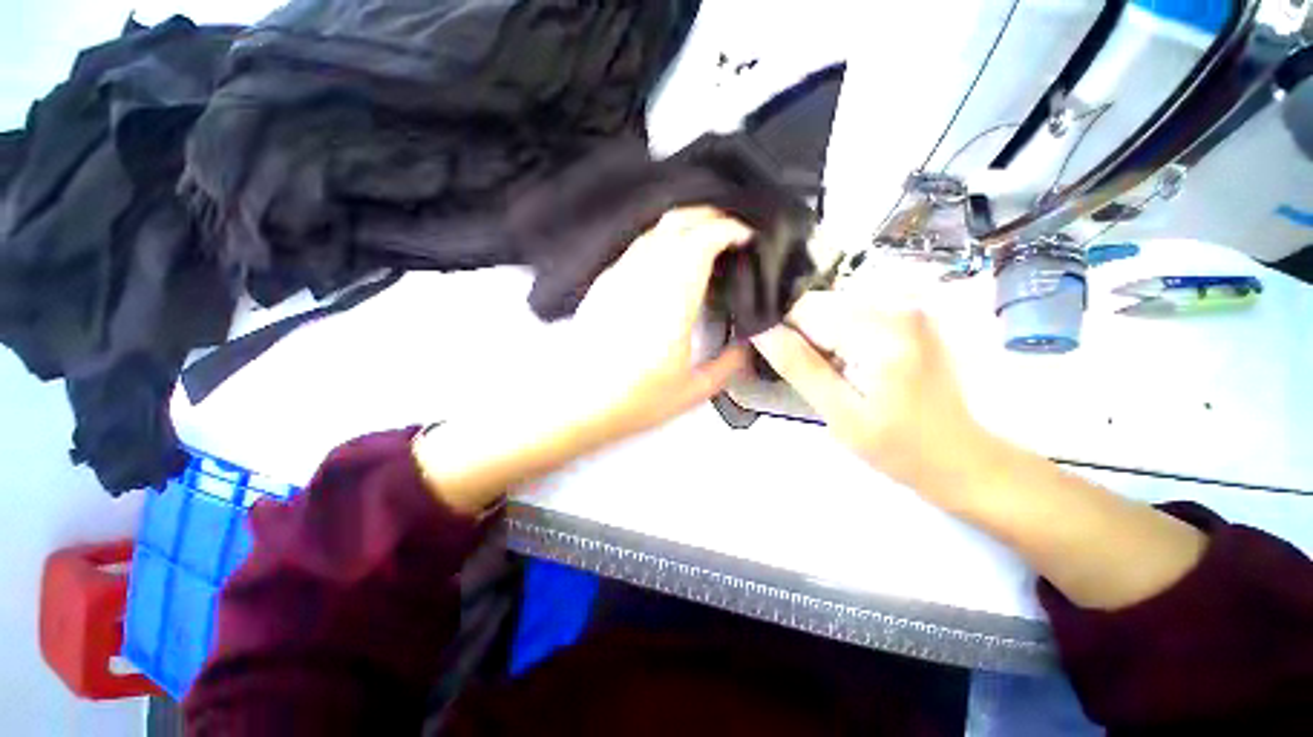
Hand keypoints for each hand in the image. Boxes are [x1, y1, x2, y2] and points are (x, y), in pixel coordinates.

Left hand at [416, 208, 751, 512]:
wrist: (575, 403)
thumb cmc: (635, 400)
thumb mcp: (692, 391)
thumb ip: (728, 365)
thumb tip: (749, 345)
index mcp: (671, 300)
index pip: (701, 242)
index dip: (728, 231)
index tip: (747, 237)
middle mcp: (644, 276)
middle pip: (678, 222)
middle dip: (710, 216)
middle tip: (733, 229)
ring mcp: (620, 275)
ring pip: (656, 228)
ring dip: (686, 223)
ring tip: (707, 237)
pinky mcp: (605, 282)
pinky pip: (638, 244)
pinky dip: (663, 237)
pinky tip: (672, 253)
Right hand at [751, 292, 990, 506]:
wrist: (962, 456)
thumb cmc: (900, 446)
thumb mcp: (840, 413)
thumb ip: (799, 366)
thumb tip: (761, 330)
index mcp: (882, 329)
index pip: (804, 308)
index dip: (783, 332)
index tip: (782, 362)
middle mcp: (898, 303)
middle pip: (820, 304)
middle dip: (804, 335)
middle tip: (816, 376)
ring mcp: (909, 306)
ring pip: (834, 308)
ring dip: (822, 336)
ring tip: (835, 373)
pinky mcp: (911, 315)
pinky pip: (855, 314)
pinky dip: (842, 335)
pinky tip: (852, 365)